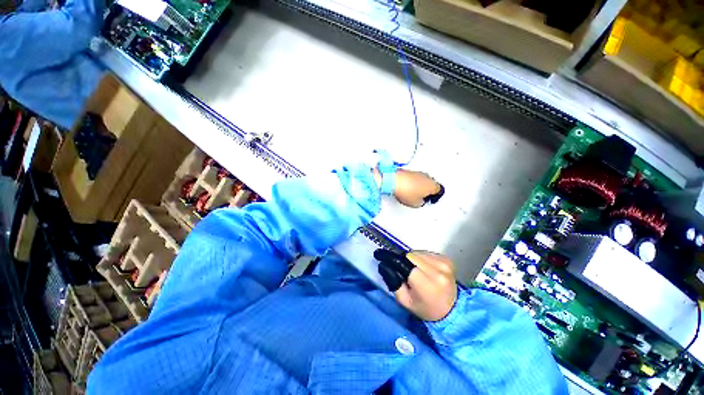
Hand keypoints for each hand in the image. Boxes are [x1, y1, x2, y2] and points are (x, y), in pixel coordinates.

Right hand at [376, 250, 457, 321]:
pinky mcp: (447, 259)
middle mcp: (437, 270)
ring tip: (413, 270)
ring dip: (412, 258)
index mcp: (426, 283)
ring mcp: (444, 263)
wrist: (451, 310)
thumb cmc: (425, 308)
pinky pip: (426, 253)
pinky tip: (423, 268)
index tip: (379, 254)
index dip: (390, 258)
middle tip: (400, 268)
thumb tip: (384, 264)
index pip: (404, 263)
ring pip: (417, 252)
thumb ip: (393, 282)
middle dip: (402, 259)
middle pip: (410, 255)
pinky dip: (421, 258)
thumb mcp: (405, 301)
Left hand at [393, 170, 443, 207]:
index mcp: (433, 185)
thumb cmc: (405, 191)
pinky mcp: (410, 171)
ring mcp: (419, 173)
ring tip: (413, 193)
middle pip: (432, 184)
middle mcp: (427, 177)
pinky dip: (413, 182)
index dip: (435, 197)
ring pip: (424, 180)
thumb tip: (419, 201)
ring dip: (420, 186)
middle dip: (428, 190)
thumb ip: (421, 203)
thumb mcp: (415, 203)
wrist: (394, 181)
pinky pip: (415, 177)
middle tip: (423, 197)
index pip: (439, 191)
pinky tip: (408, 188)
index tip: (431, 200)